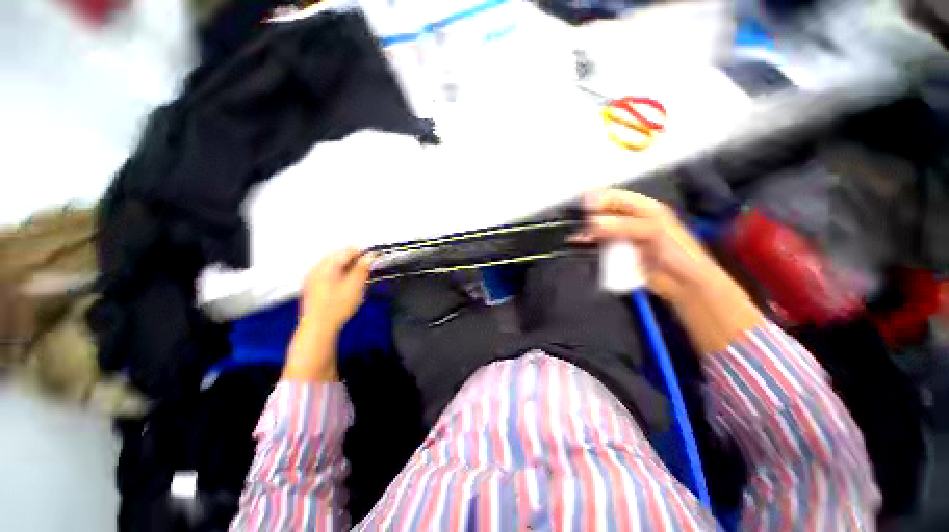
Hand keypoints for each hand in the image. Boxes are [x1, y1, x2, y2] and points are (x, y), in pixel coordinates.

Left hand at [283, 249, 372, 381]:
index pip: (346, 250)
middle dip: (354, 259)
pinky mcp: (312, 287)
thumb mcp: (355, 286)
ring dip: (347, 267)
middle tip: (367, 268)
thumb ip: (363, 268)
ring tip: (358, 276)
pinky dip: (339, 274)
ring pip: (332, 264)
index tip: (374, 258)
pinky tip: (345, 284)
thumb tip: (370, 255)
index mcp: (327, 265)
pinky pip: (327, 273)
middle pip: (338, 256)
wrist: (318, 328)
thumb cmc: (338, 306)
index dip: (362, 252)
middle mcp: (316, 267)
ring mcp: (312, 277)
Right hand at [580, 189, 761, 352]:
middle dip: (589, 216)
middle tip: (574, 222)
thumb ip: (622, 226)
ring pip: (600, 229)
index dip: (600, 199)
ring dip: (588, 230)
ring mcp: (624, 236)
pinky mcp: (619, 252)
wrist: (682, 282)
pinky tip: (580, 243)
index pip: (617, 198)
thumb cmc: (675, 251)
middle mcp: (632, 219)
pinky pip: (601, 244)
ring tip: (574, 235)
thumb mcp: (652, 231)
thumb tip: (592, 223)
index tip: (582, 205)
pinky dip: (591, 243)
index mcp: (645, 208)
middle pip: (606, 212)